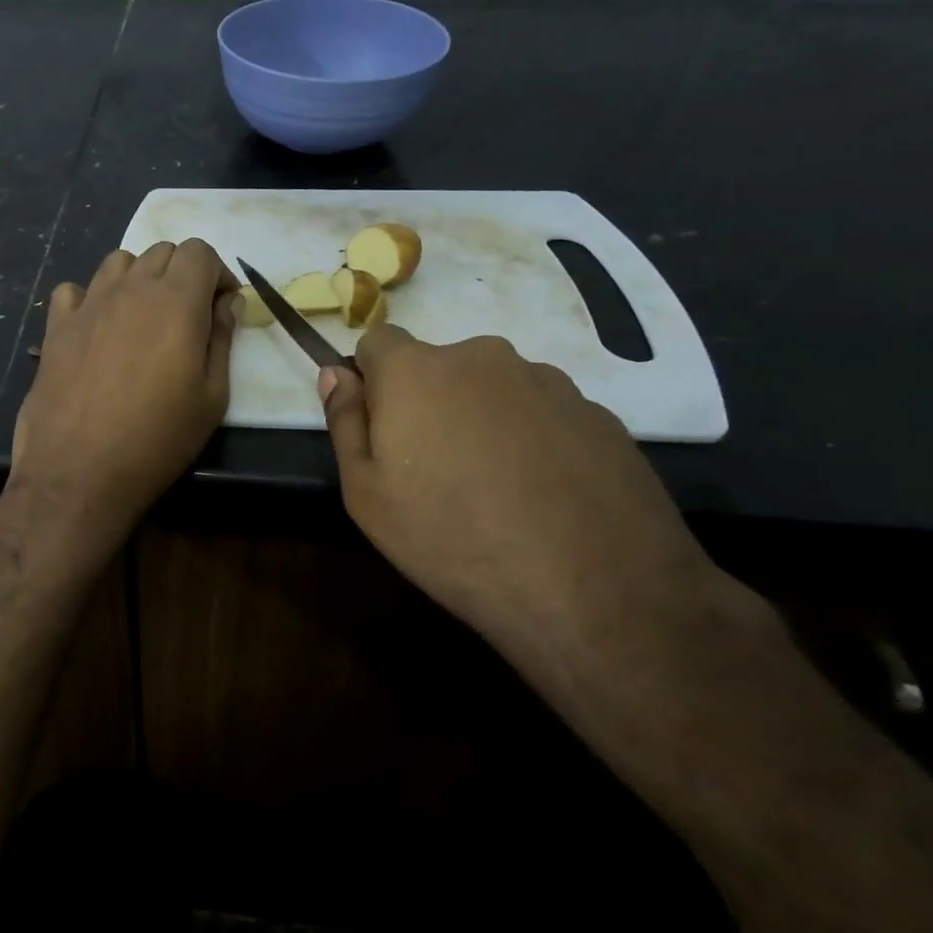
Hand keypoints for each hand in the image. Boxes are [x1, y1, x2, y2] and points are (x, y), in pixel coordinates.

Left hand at [10, 240, 237, 542]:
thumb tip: (226, 303)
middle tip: (188, 316)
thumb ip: (222, 339)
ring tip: (144, 317)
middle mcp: (130, 289)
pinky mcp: (56, 326)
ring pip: (119, 261)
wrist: (79, 471)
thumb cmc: (157, 439)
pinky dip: (90, 298)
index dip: (216, 273)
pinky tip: (97, 327)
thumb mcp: (212, 397)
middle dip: (182, 273)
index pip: (200, 251)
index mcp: (175, 301)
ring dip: (139, 278)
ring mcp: (88, 304)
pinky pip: (74, 290)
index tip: (220, 307)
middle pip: (162, 251)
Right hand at [318, 327, 705, 639]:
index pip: (378, 341)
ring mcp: (546, 382)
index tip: (383, 429)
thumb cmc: (452, 539)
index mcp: (416, 370)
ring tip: (497, 489)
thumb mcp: (366, 494)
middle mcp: (481, 357)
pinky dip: (533, 439)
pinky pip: (543, 413)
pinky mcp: (597, 413)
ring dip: (483, 419)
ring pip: (493, 389)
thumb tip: (335, 373)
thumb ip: (345, 422)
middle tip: (437, 471)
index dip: (373, 379)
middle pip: (438, 366)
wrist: (596, 591)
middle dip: (429, 402)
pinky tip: (543, 495)